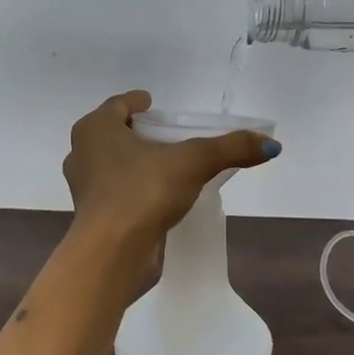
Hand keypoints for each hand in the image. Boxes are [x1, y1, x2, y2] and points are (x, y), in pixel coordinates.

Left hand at [63, 91, 278, 251]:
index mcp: (96, 129)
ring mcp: (85, 188)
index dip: (135, 102)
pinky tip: (157, 196)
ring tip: (165, 165)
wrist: (112, 252)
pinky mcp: (93, 217)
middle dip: (135, 132)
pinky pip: (116, 193)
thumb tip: (271, 144)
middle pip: (112, 134)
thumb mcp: (194, 162)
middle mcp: (83, 154)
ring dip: (133, 162)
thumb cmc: (143, 191)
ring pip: (111, 165)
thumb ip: (230, 148)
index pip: (117, 105)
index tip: (150, 102)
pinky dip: (133, 189)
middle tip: (163, 133)